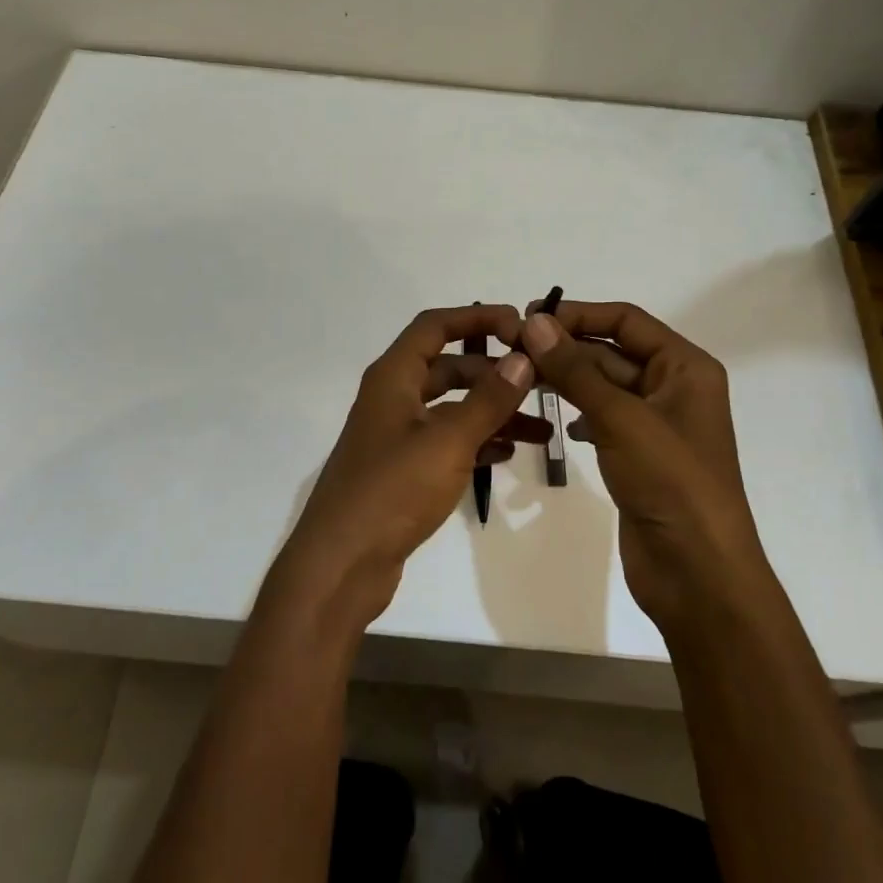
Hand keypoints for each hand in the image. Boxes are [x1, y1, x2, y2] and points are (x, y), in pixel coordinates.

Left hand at [273, 305, 543, 628]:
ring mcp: (397, 436)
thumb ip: (487, 399)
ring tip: (541, 428)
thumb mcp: (447, 441)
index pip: (435, 326)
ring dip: (493, 412)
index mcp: (393, 377)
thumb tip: (522, 359)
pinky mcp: (403, 470)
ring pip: (452, 409)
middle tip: (541, 381)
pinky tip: (510, 452)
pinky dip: (477, 441)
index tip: (521, 326)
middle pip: (449, 367)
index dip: (477, 318)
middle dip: (494, 372)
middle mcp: (393, 398)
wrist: (341, 564)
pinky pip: (447, 442)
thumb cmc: (392, 490)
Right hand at [520, 301, 767, 634]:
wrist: (698, 574)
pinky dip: (580, 413)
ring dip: (568, 380)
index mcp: (685, 367)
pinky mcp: (640, 455)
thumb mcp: (620, 418)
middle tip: (514, 349)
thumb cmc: (670, 482)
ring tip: (524, 378)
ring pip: (604, 386)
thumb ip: (575, 369)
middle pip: (613, 351)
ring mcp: (657, 424)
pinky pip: (604, 418)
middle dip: (567, 349)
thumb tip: (534, 322)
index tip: (530, 317)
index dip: (579, 314)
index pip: (626, 320)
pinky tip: (558, 421)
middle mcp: (674, 387)